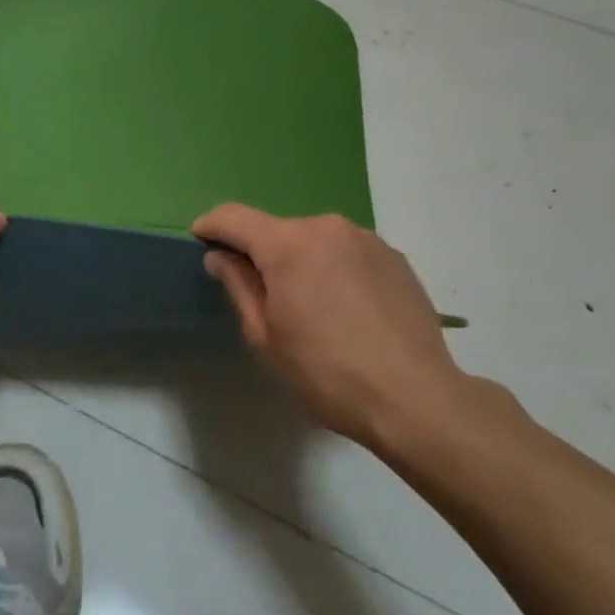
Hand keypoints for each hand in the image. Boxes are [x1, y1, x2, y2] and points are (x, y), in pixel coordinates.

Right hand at [193, 204, 512, 455]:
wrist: (415, 397)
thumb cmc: (325, 373)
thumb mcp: (265, 337)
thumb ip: (238, 286)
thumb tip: (221, 257)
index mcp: (288, 245)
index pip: (234, 217)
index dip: (210, 226)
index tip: (200, 242)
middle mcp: (327, 227)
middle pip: (277, 230)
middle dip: (261, 254)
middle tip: (263, 297)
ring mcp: (366, 239)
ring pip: (314, 240)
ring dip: (301, 261)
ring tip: (312, 308)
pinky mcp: (394, 256)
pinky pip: (347, 252)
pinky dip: (334, 269)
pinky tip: (347, 310)